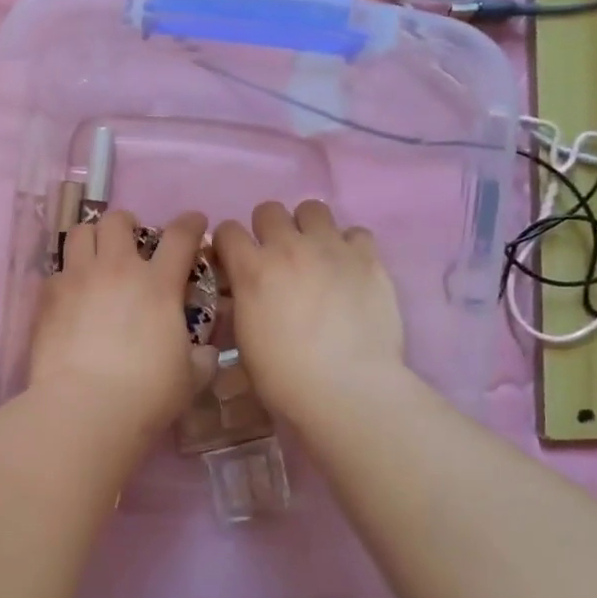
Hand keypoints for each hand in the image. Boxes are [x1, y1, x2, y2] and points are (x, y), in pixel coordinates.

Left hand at [28, 209, 216, 441]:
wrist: (86, 408)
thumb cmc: (147, 394)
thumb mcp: (190, 377)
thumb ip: (200, 358)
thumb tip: (205, 352)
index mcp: (158, 284)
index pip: (180, 236)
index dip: (191, 223)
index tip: (194, 222)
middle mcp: (117, 269)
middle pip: (118, 221)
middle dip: (128, 224)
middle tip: (132, 242)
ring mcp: (78, 279)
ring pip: (80, 232)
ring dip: (93, 238)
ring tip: (96, 256)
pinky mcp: (48, 297)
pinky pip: (57, 271)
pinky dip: (67, 276)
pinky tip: (71, 295)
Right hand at [213, 200, 406, 427]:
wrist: (346, 389)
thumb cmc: (284, 377)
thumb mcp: (244, 339)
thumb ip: (242, 303)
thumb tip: (243, 293)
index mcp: (251, 269)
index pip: (227, 230)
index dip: (228, 245)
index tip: (233, 262)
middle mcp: (289, 247)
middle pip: (269, 210)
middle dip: (267, 230)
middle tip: (276, 259)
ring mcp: (331, 248)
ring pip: (313, 208)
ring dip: (307, 228)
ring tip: (314, 255)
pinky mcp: (369, 258)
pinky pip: (356, 232)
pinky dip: (349, 246)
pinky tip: (349, 270)